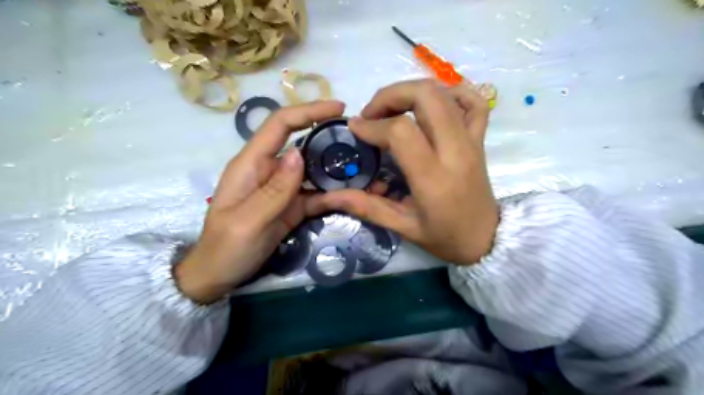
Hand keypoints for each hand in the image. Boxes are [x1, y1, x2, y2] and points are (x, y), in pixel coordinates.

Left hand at [178, 99, 344, 302]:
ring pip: (314, 170)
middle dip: (330, 138)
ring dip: (337, 168)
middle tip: (361, 141)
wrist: (220, 275)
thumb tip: (299, 153)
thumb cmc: (226, 247)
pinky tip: (353, 195)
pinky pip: (316, 194)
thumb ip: (274, 189)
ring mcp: (283, 189)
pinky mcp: (292, 205)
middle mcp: (269, 170)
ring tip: (365, 168)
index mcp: (252, 164)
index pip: (280, 125)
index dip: (308, 111)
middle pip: (302, 143)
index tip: (338, 108)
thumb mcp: (248, 221)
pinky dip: (333, 194)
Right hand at [305, 80, 496, 264]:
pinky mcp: (480, 139)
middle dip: (391, 95)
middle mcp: (455, 151)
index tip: (355, 128)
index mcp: (434, 178)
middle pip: (425, 96)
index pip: (401, 131)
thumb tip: (329, 196)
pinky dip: (451, 92)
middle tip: (372, 114)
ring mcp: (472, 141)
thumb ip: (366, 207)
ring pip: (445, 93)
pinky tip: (433, 104)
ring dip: (413, 91)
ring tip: (394, 109)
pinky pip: (474, 101)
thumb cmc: (444, 237)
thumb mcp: (402, 227)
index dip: (373, 125)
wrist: (487, 240)